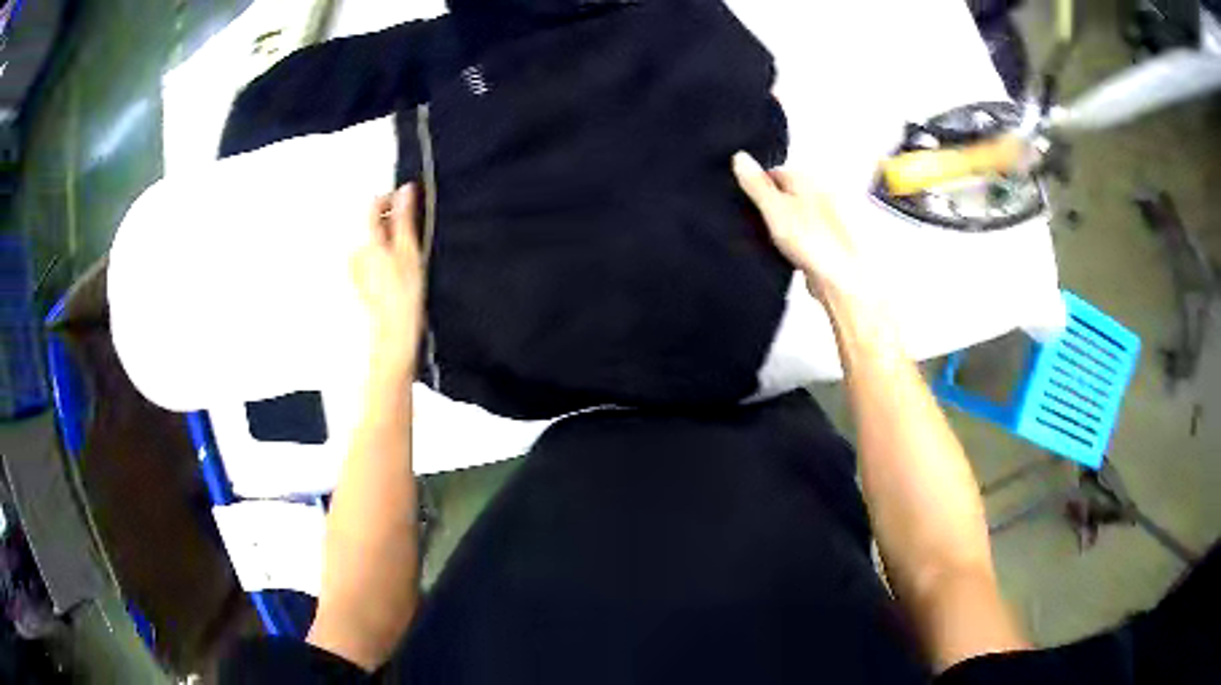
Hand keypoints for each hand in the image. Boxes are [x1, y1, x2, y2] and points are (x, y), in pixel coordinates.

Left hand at [352, 185, 424, 373]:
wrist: (390, 339)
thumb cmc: (402, 299)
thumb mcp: (409, 252)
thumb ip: (405, 218)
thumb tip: (406, 191)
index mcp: (365, 241)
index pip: (374, 204)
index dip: (392, 200)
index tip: (410, 204)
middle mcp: (353, 252)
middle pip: (371, 225)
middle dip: (390, 224)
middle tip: (412, 236)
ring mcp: (352, 271)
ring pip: (371, 243)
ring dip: (387, 243)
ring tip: (407, 262)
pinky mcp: (356, 286)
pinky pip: (369, 262)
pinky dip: (382, 261)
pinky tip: (396, 278)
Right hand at [732, 152, 863, 303]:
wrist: (840, 279)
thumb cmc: (813, 241)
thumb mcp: (774, 208)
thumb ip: (756, 183)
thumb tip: (739, 157)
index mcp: (808, 179)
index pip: (774, 172)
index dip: (756, 186)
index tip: (744, 201)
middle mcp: (820, 194)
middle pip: (784, 194)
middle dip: (769, 206)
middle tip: (755, 222)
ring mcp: (825, 219)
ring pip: (792, 216)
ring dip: (779, 226)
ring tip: (769, 241)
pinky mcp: (826, 242)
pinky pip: (800, 236)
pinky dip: (791, 243)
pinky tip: (784, 254)